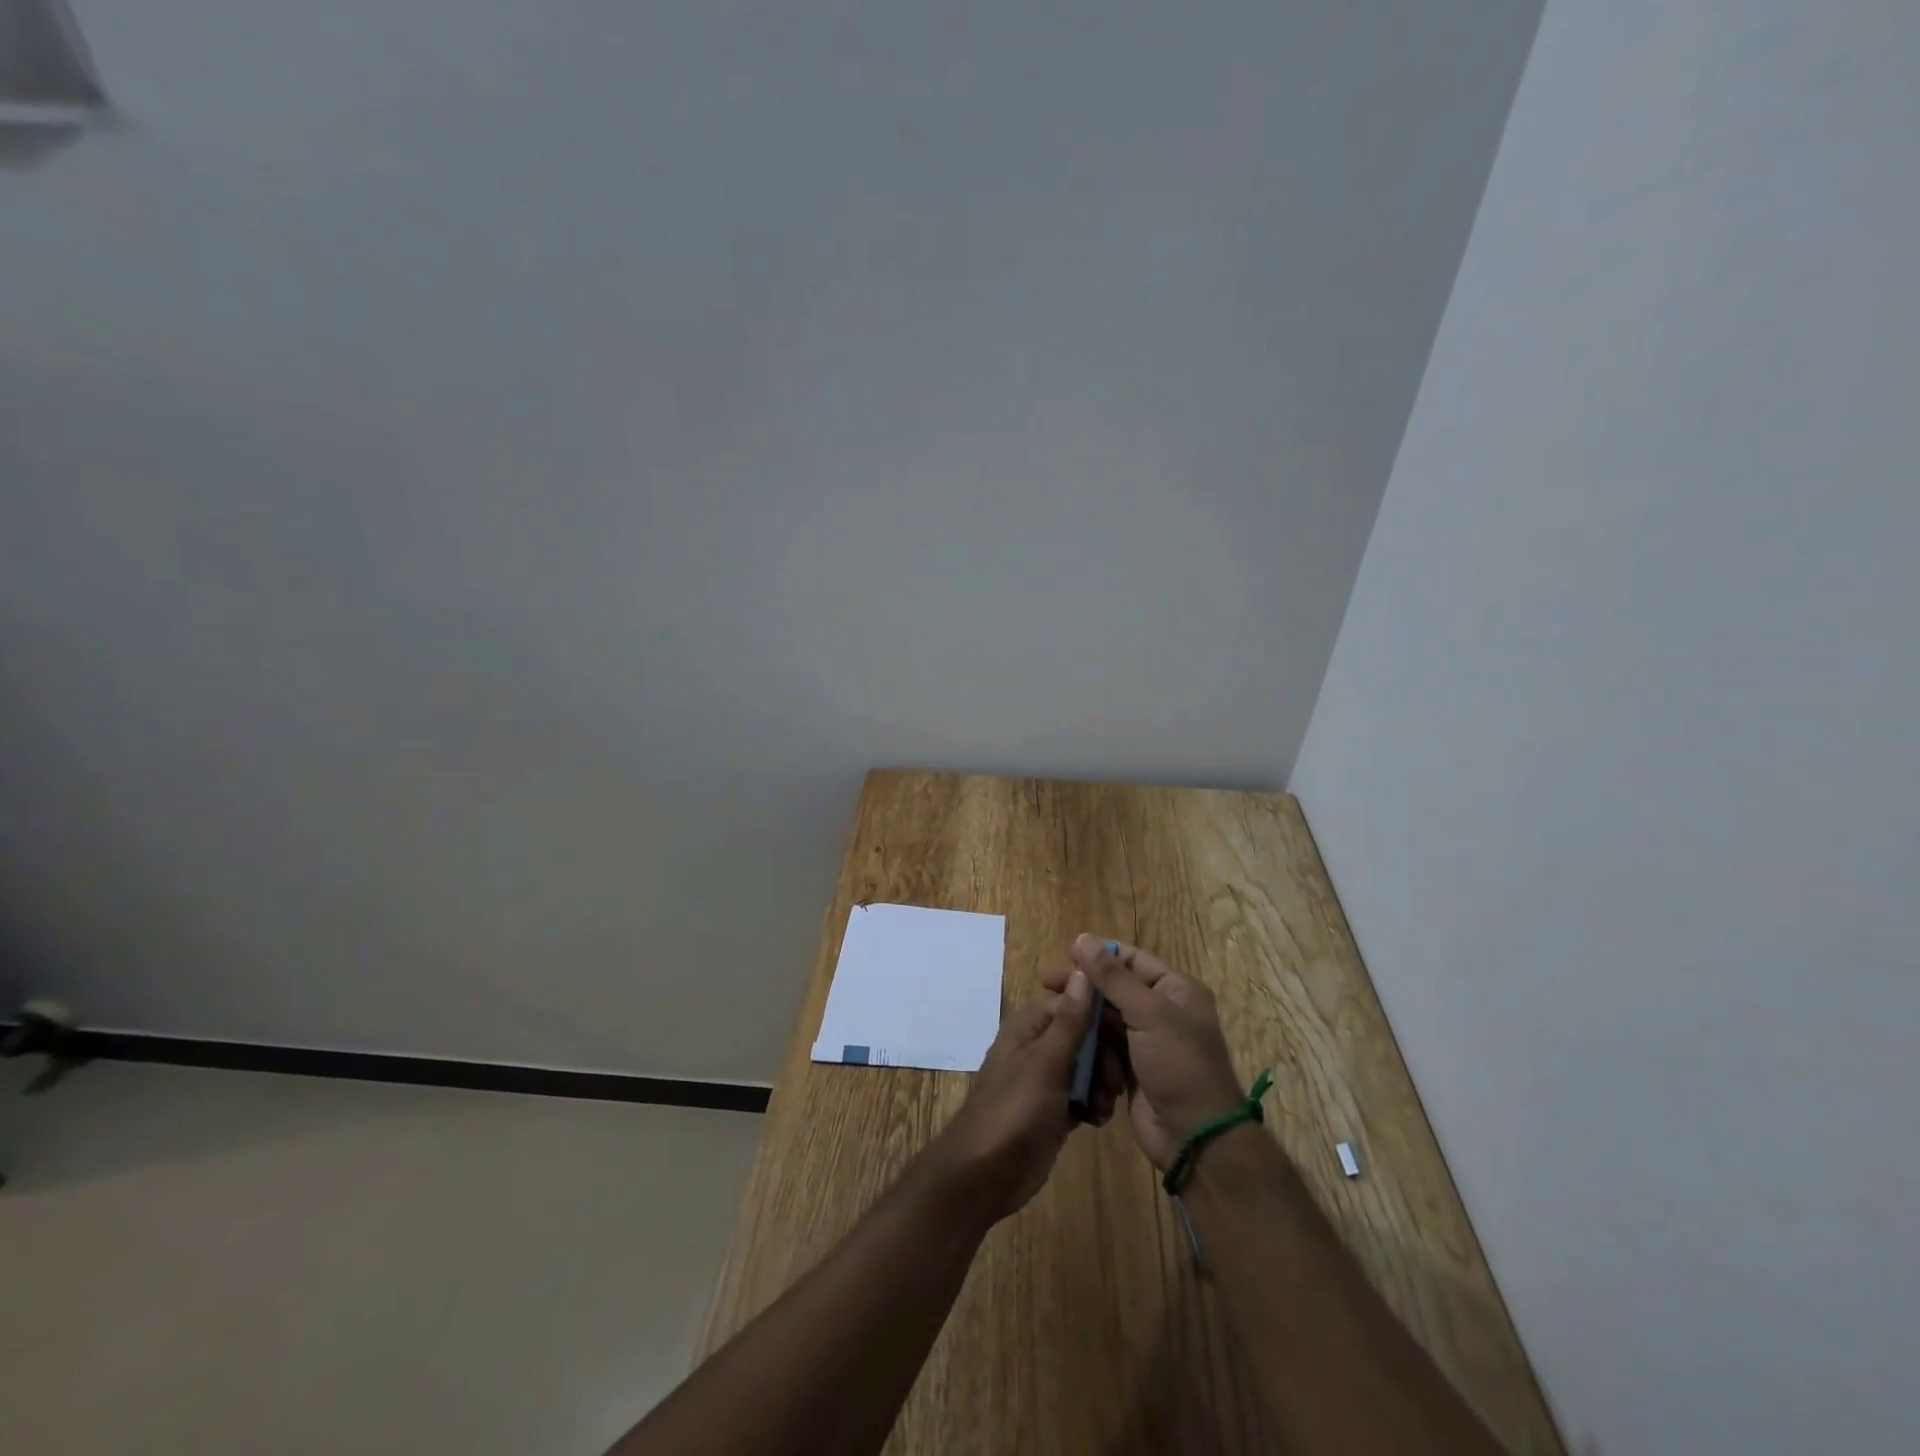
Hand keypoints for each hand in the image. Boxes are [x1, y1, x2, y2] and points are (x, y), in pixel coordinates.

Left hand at [927, 969, 1115, 1221]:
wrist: (985, 1174)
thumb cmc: (1014, 1110)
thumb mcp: (1046, 1063)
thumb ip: (1070, 1020)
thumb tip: (1086, 970)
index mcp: (1031, 1024)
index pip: (1076, 1002)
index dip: (1102, 1015)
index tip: (1128, 1034)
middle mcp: (1038, 1045)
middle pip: (1085, 1034)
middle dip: (1105, 1055)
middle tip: (1114, 1082)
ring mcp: (1046, 1078)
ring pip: (1087, 1065)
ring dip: (1102, 1082)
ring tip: (1105, 1106)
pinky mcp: (1054, 1108)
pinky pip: (1083, 1094)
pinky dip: (1094, 1103)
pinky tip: (1098, 1120)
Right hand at [1043, 935, 1246, 1170]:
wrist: (1194, 1138)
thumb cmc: (1178, 1065)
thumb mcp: (1148, 1013)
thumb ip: (1113, 976)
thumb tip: (1082, 938)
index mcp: (1175, 989)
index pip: (1130, 959)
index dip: (1097, 955)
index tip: (1063, 956)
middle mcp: (1162, 1009)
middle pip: (1113, 988)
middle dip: (1084, 989)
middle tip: (1046, 985)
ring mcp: (1145, 1040)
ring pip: (1105, 1018)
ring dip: (1083, 1020)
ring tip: (1054, 1018)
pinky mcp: (1131, 1066)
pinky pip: (1103, 1046)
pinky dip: (1089, 1046)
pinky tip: (1068, 1045)